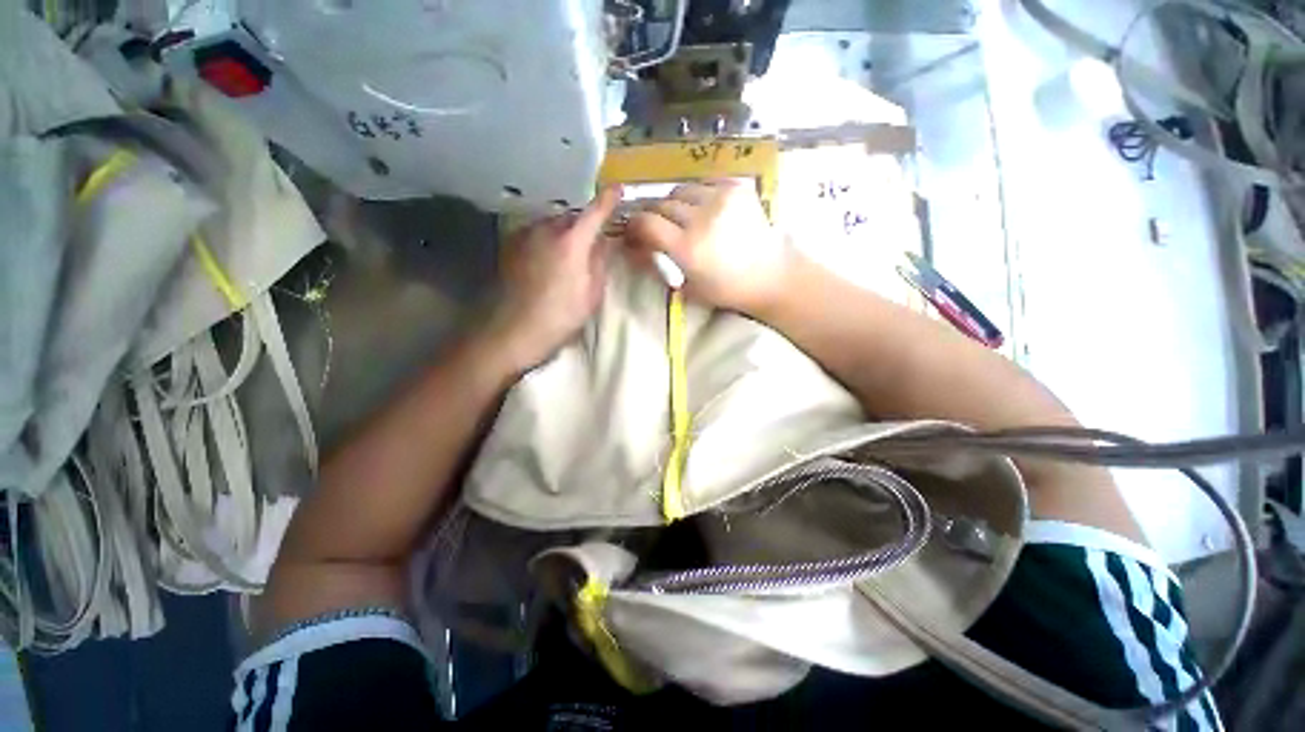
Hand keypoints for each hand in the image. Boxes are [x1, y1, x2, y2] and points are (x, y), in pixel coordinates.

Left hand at [484, 188, 620, 371]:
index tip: (619, 189)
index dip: (609, 199)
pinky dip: (548, 240)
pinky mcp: (510, 245)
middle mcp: (546, 229)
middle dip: (585, 223)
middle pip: (572, 216)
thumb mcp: (591, 295)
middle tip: (595, 240)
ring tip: (571, 255)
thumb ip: (599, 263)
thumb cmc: (559, 318)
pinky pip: (536, 234)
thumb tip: (603, 243)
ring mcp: (524, 235)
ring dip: (565, 232)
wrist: (511, 332)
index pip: (595, 212)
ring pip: (552, 224)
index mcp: (572, 242)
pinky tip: (549, 261)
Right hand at [624, 180, 791, 314]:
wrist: (772, 275)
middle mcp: (701, 218)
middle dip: (653, 214)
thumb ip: (662, 264)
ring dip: (674, 202)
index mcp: (688, 248)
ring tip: (679, 215)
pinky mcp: (737, 188)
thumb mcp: (689, 287)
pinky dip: (696, 194)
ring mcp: (721, 199)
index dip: (634, 225)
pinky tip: (701, 207)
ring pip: (681, 189)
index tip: (633, 230)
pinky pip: (704, 183)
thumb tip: (638, 249)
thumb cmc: (728, 290)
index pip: (647, 223)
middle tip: (655, 224)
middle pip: (662, 204)